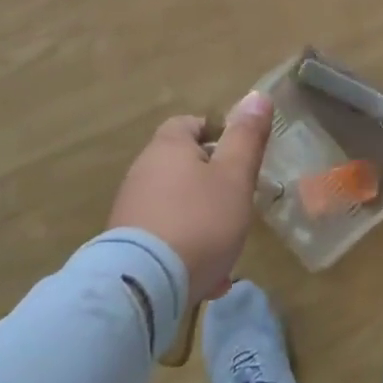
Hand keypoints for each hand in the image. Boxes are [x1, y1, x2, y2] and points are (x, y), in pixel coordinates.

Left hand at [109, 91, 274, 302]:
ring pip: (177, 205)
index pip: (190, 124)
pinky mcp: (125, 246)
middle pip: (183, 166)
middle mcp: (143, 172)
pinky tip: (205, 277)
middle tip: (239, 204)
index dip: (217, 134)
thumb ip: (247, 136)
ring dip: (202, 221)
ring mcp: (130, 210)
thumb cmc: (199, 220)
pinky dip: (185, 248)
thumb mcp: (235, 176)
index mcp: (168, 147)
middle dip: (213, 184)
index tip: (239, 157)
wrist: (143, 287)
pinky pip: (164, 237)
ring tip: (227, 249)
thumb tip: (258, 95)